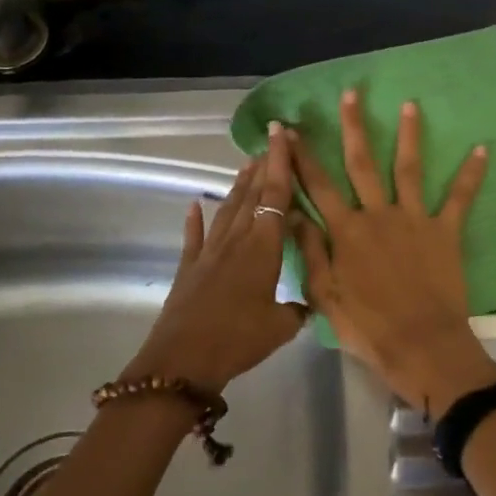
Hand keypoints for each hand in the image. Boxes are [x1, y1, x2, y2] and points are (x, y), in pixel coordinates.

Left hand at [123, 123, 305, 395]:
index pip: (276, 195)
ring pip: (228, 209)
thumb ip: (300, 307)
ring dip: (238, 185)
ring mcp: (210, 252)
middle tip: (272, 141)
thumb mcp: (281, 327)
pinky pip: (194, 237)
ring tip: (247, 163)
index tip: (282, 133)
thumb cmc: (238, 339)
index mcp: (263, 247)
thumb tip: (313, 299)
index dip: (281, 162)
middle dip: (264, 165)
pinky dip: (195, 220)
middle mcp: (237, 240)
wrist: (182, 362)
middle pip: (252, 194)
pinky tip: (194, 204)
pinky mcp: (189, 268)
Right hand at [288, 89, 495, 416]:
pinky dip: (471, 174)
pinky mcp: (445, 231)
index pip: (317, 185)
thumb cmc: (369, 328)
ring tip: (410, 104)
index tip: (289, 128)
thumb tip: (295, 214)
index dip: (300, 156)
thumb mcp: (326, 297)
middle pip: (361, 163)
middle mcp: (378, 215)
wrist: (422, 347)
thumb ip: (311, 252)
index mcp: (346, 231)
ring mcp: (414, 219)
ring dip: (409, 135)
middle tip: (351, 93)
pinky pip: (460, 198)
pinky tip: (483, 149)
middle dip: (353, 126)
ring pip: (408, 168)